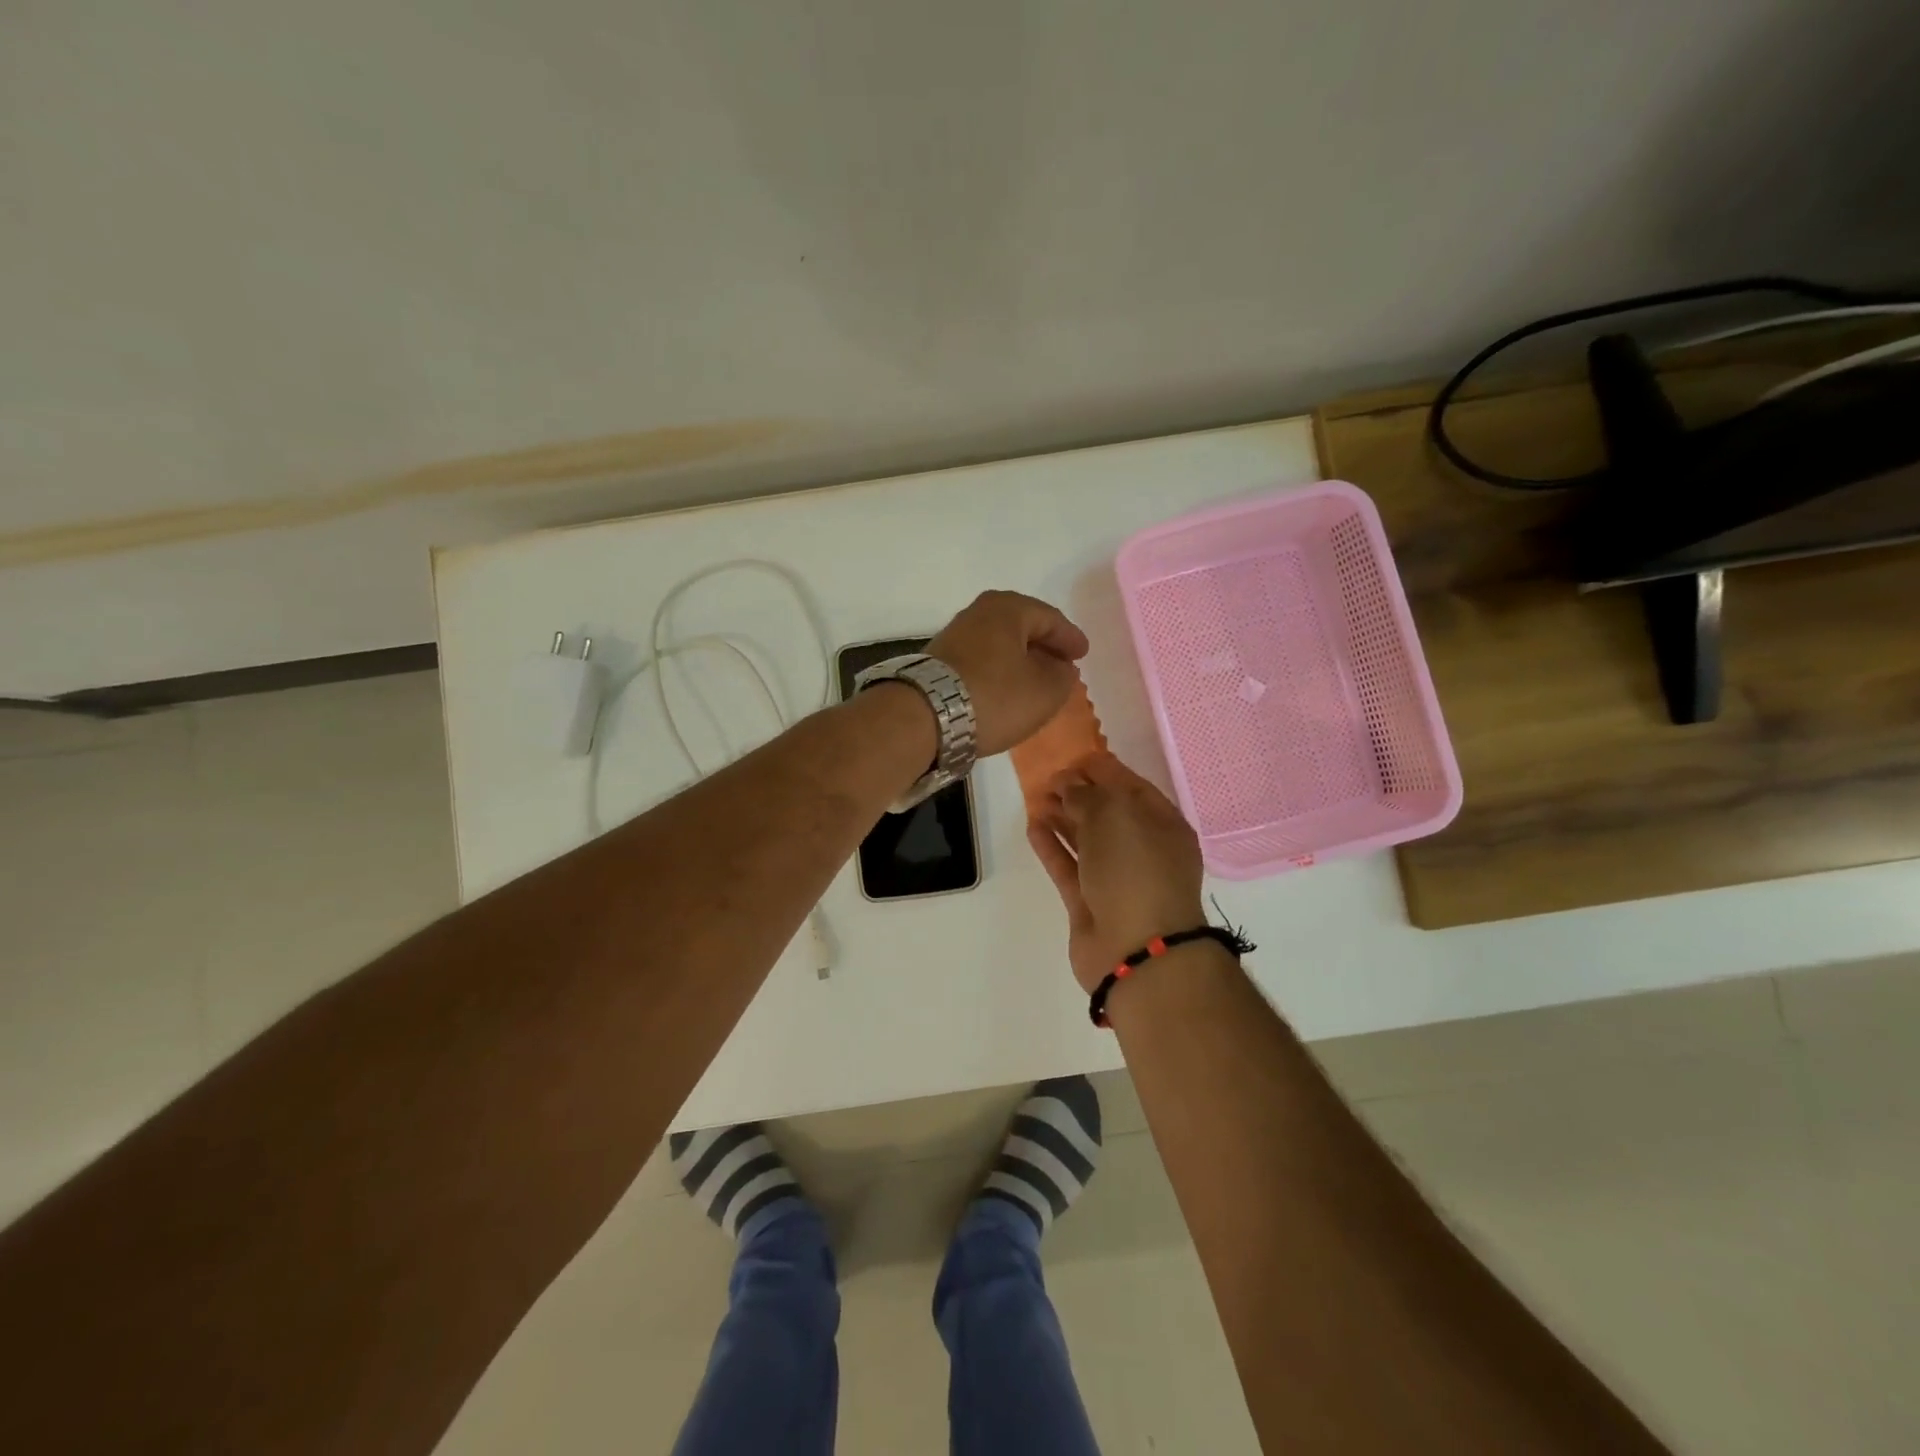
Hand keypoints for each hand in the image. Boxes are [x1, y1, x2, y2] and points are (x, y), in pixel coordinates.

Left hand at [925, 591, 1089, 757]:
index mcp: (1008, 608)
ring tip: (1035, 681)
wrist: (924, 717)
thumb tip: (1061, 668)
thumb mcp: (1045, 691)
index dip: (1070, 638)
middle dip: (1043, 646)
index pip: (1050, 618)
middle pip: (1021, 627)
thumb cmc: (994, 696)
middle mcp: (978, 613)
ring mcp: (954, 635)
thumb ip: (1063, 676)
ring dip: (1019, 661)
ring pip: (999, 644)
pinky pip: (981, 661)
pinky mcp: (938, 661)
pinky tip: (1004, 690)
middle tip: (1061, 665)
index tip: (1083, 654)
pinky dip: (998, 672)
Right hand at [1026, 755, 1206, 993]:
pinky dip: (1052, 848)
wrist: (1137, 950)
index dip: (1103, 771)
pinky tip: (1033, 827)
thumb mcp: (1114, 816)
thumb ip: (1087, 795)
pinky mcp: (1090, 905)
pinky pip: (1070, 868)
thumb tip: (1068, 785)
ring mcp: (1117, 881)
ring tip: (1035, 798)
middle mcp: (1144, 851)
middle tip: (1047, 778)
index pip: (1132, 788)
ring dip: (1062, 819)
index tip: (1071, 758)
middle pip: (1108, 815)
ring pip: (1087, 841)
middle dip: (1079, 794)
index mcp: (1164, 826)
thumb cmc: (1135, 870)